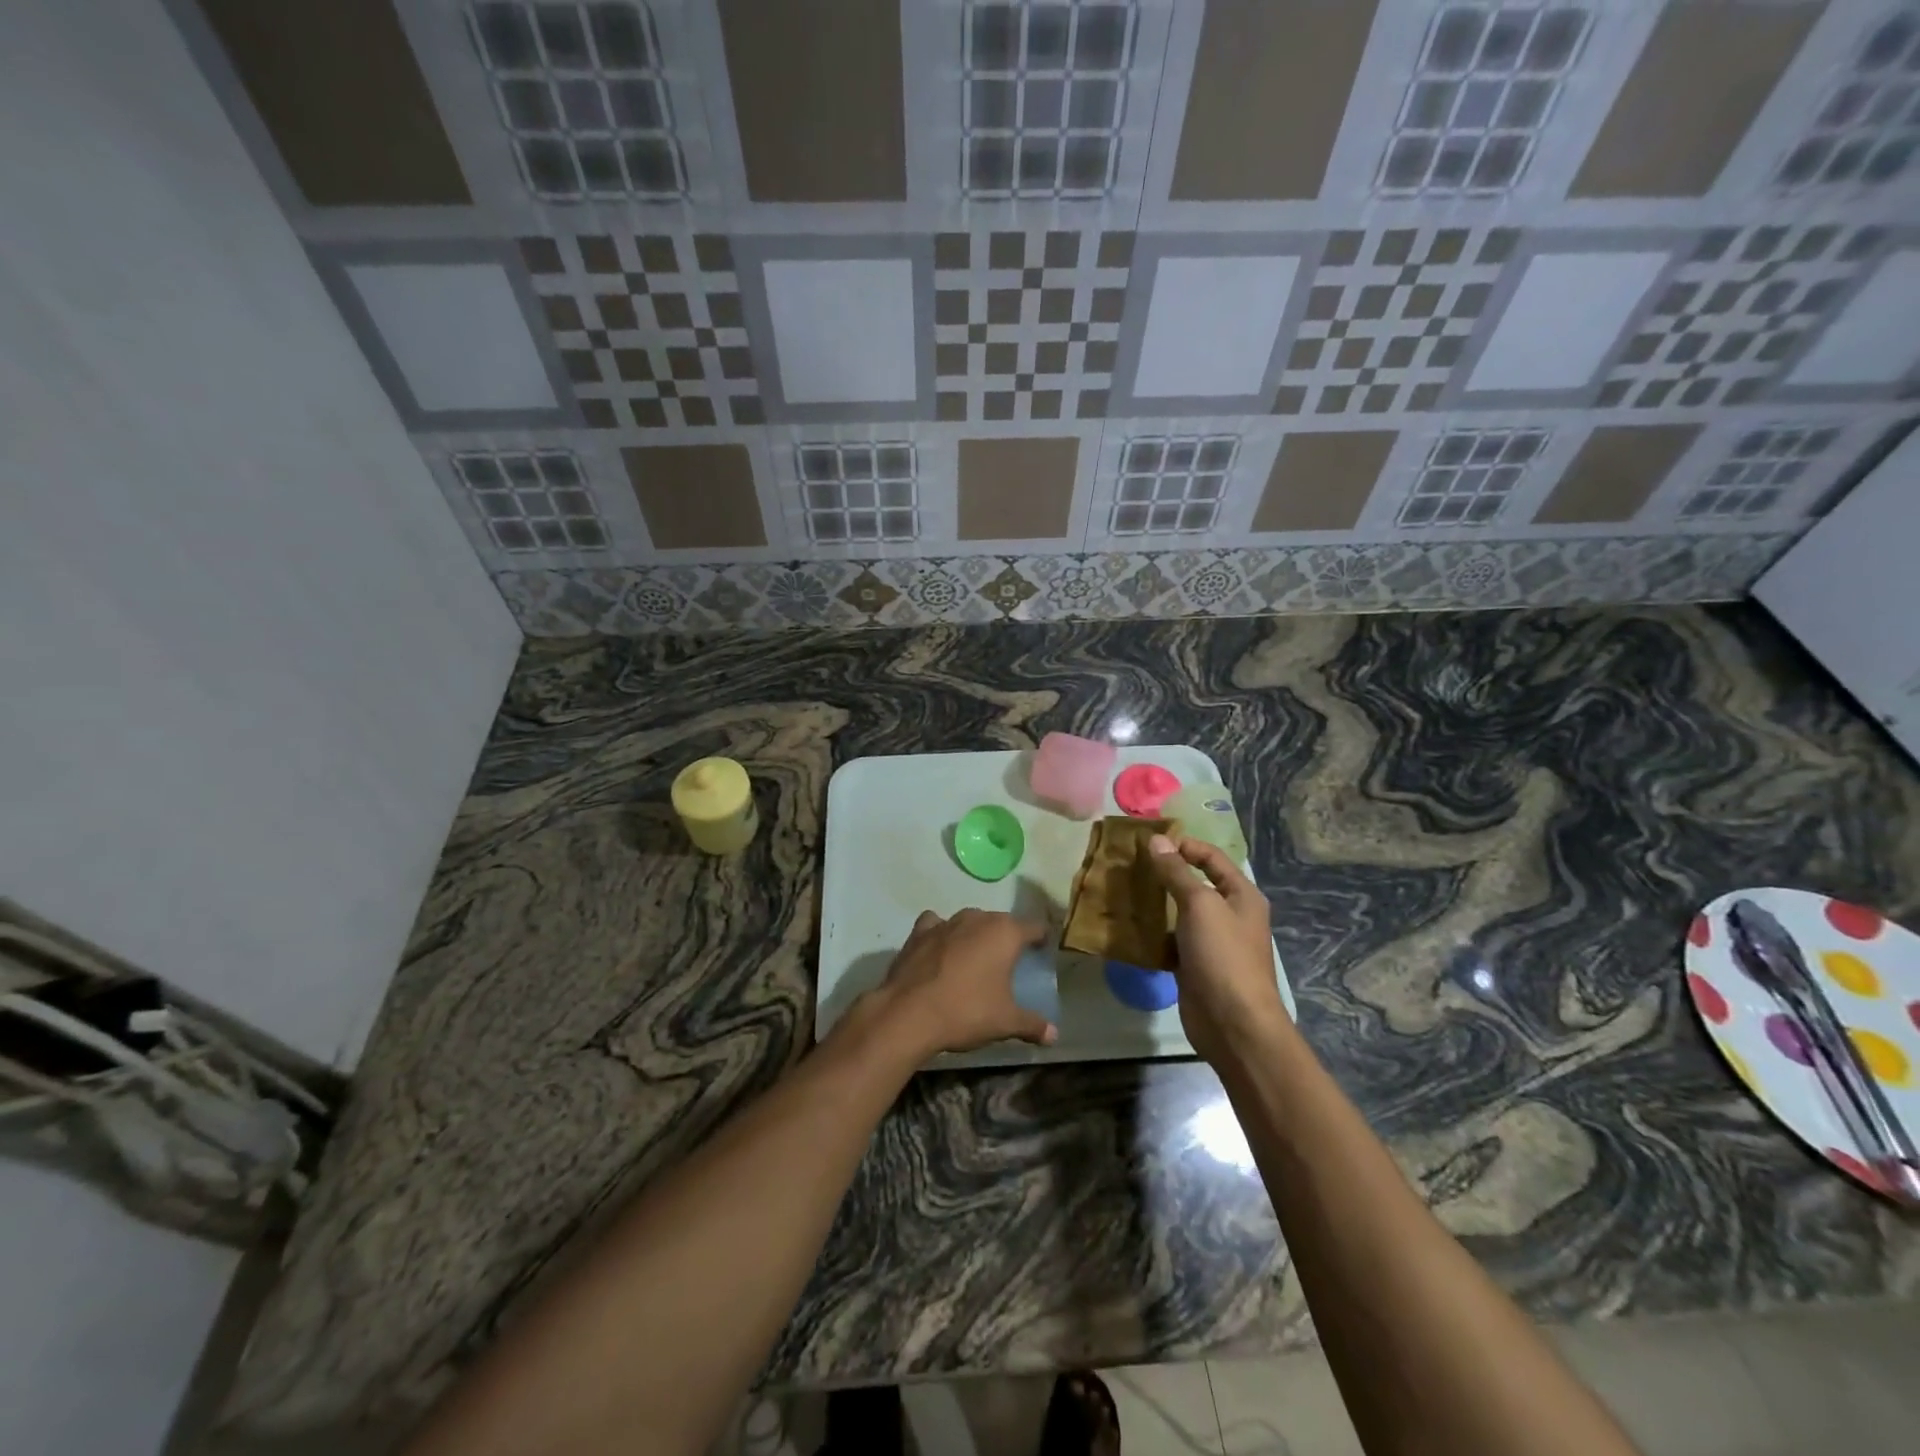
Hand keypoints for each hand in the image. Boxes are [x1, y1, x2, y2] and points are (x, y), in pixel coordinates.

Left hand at [857, 909, 1056, 1062]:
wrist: (909, 1013)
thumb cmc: (966, 1012)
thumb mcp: (1006, 1022)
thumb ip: (1032, 1024)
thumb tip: (1054, 1035)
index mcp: (1005, 933)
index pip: (1034, 927)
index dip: (1041, 939)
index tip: (1042, 952)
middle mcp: (978, 918)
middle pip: (1001, 922)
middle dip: (1006, 938)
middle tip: (1009, 963)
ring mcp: (946, 922)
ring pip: (970, 921)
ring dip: (975, 935)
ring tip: (975, 959)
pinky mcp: (920, 931)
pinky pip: (937, 925)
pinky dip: (942, 934)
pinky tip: (941, 950)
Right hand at [1148, 834, 1286, 1064]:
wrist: (1233, 1024)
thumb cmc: (1223, 956)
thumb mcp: (1200, 905)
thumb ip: (1176, 873)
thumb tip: (1157, 841)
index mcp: (1241, 896)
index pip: (1212, 858)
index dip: (1184, 846)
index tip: (1150, 844)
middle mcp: (1230, 915)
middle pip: (1195, 884)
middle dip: (1164, 874)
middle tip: (1130, 866)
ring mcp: (1212, 943)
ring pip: (1179, 913)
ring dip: (1155, 904)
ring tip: (1124, 891)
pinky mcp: (1194, 966)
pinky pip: (1171, 941)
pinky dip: (1152, 933)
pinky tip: (1129, 927)